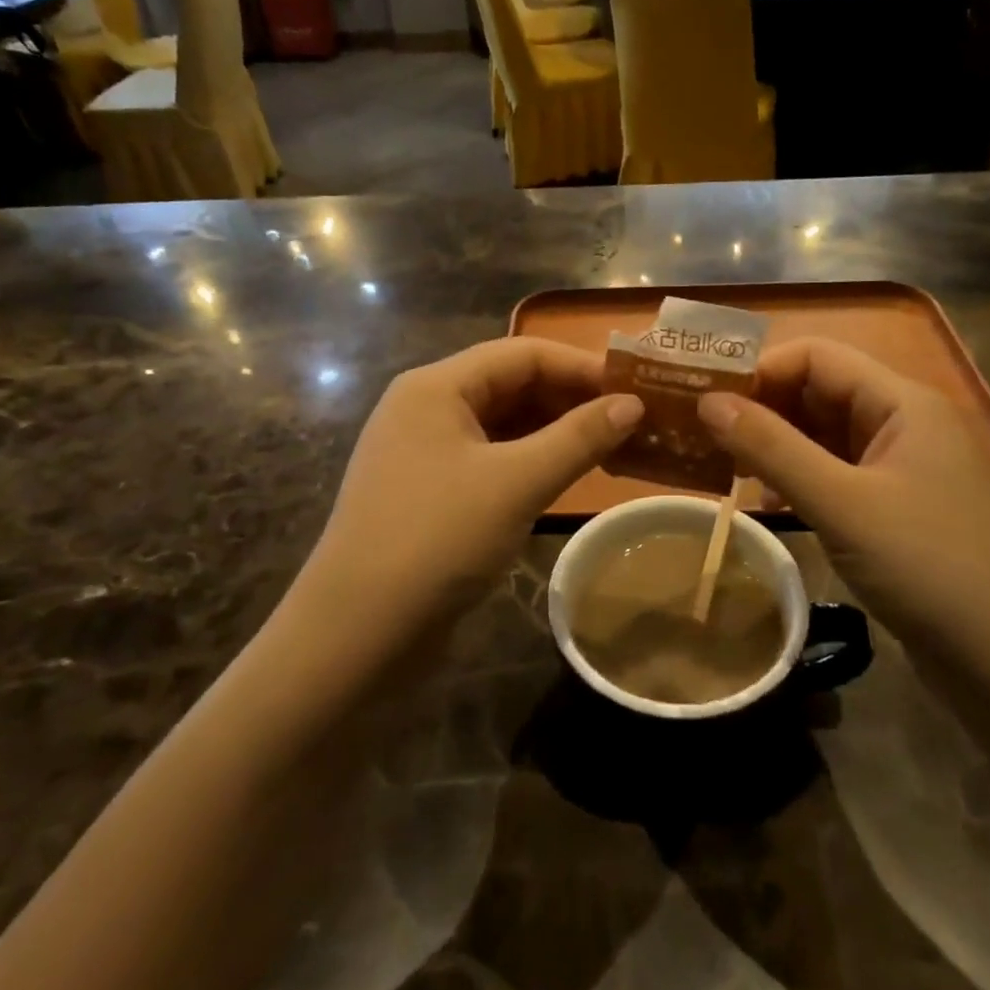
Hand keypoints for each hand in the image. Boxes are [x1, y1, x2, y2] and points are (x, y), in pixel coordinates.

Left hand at [300, 338, 642, 644]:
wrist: (355, 636)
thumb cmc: (436, 541)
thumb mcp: (515, 483)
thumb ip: (578, 438)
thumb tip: (633, 404)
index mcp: (436, 387)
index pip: (521, 354)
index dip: (580, 366)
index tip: (634, 388)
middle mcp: (426, 407)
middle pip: (511, 385)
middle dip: (570, 399)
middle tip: (631, 421)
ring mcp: (425, 452)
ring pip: (503, 425)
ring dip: (555, 432)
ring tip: (611, 447)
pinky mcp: (430, 492)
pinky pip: (491, 459)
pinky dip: (531, 462)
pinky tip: (567, 476)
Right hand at [698, 337, 989, 665]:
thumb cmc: (930, 569)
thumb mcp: (841, 503)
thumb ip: (771, 447)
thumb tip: (708, 401)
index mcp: (903, 402)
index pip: (818, 356)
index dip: (761, 369)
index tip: (708, 399)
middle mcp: (906, 423)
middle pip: (821, 391)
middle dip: (763, 407)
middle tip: (704, 434)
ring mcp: (906, 469)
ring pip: (827, 436)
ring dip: (776, 445)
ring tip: (722, 466)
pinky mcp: (901, 509)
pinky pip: (839, 475)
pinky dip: (800, 479)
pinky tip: (767, 502)